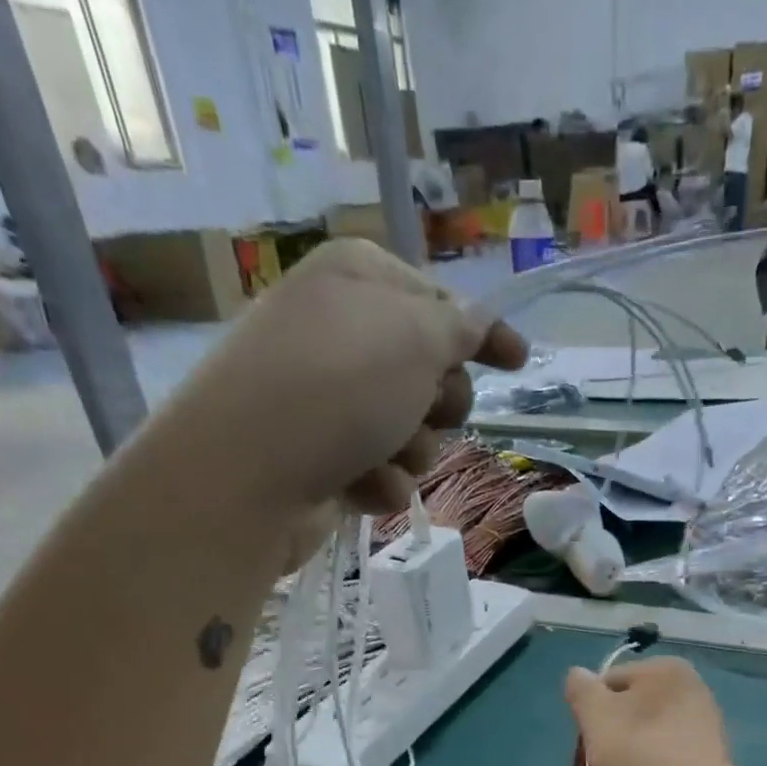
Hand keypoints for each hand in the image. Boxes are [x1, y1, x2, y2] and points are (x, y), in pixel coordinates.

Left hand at [153, 239, 525, 522]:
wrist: (249, 475)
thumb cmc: (338, 387)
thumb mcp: (416, 338)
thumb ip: (461, 326)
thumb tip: (478, 321)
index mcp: (358, 280)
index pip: (439, 300)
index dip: (481, 334)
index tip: (517, 362)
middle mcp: (341, 333)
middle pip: (431, 373)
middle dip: (439, 402)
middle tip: (422, 410)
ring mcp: (328, 400)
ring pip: (411, 431)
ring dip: (410, 450)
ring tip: (378, 455)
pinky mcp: (322, 457)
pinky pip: (382, 470)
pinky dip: (379, 482)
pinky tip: (355, 485)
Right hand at [564, 656, 750, 765]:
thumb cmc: (640, 759)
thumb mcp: (597, 717)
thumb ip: (581, 690)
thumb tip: (578, 675)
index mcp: (667, 671)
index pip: (607, 682)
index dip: (587, 714)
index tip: (581, 746)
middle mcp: (689, 693)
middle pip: (623, 713)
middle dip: (599, 744)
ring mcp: (699, 732)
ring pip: (638, 741)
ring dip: (613, 765)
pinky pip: (658, 764)